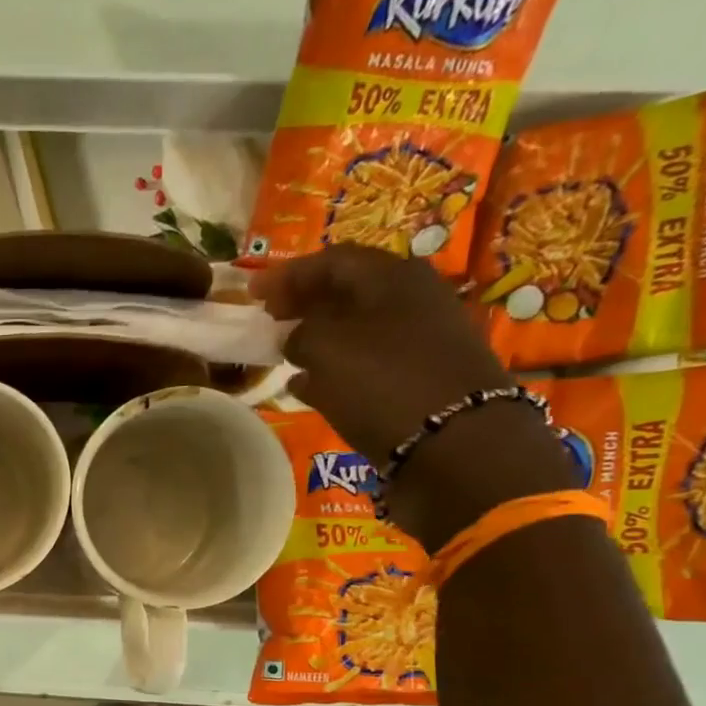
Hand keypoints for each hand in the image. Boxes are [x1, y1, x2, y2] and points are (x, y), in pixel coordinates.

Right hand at [250, 245, 573, 549]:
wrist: (454, 445)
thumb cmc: (384, 383)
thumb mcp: (327, 349)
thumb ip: (300, 334)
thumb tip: (294, 337)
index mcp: (392, 278)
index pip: (332, 260)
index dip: (288, 274)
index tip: (251, 293)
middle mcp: (412, 301)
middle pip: (348, 291)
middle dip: (304, 302)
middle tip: (269, 317)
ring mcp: (419, 342)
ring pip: (356, 329)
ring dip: (317, 337)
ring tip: (283, 352)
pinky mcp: (418, 380)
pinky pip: (366, 364)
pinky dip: (333, 370)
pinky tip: (306, 387)